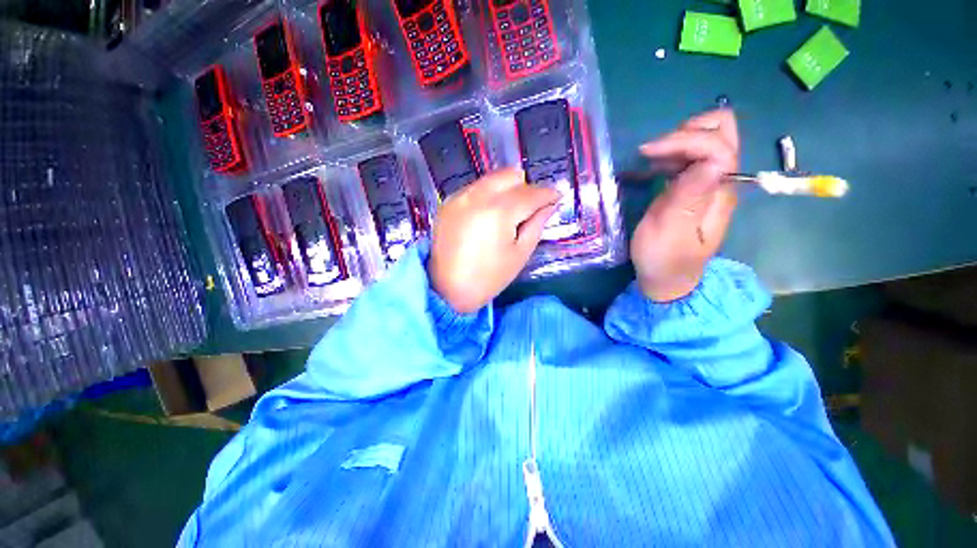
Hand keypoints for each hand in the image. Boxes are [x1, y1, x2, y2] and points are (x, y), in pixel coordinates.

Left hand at [429, 168, 559, 312]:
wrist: (447, 290)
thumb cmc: (488, 278)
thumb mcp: (519, 254)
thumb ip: (536, 225)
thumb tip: (549, 205)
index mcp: (499, 212)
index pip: (531, 193)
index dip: (548, 194)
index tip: (557, 197)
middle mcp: (477, 196)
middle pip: (510, 176)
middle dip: (526, 188)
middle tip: (530, 208)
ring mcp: (460, 197)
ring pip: (492, 179)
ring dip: (507, 190)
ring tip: (509, 213)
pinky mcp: (448, 203)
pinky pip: (475, 188)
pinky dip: (488, 195)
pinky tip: (488, 216)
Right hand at [632, 109, 739, 301]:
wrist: (667, 279)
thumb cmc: (664, 259)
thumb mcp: (669, 232)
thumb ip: (688, 198)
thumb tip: (710, 161)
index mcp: (719, 193)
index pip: (718, 147)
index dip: (685, 141)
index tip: (648, 152)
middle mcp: (722, 181)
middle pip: (725, 132)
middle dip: (690, 131)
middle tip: (658, 151)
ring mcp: (710, 182)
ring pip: (709, 138)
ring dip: (680, 140)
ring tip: (652, 159)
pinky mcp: (695, 187)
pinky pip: (692, 155)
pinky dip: (675, 151)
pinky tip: (656, 166)